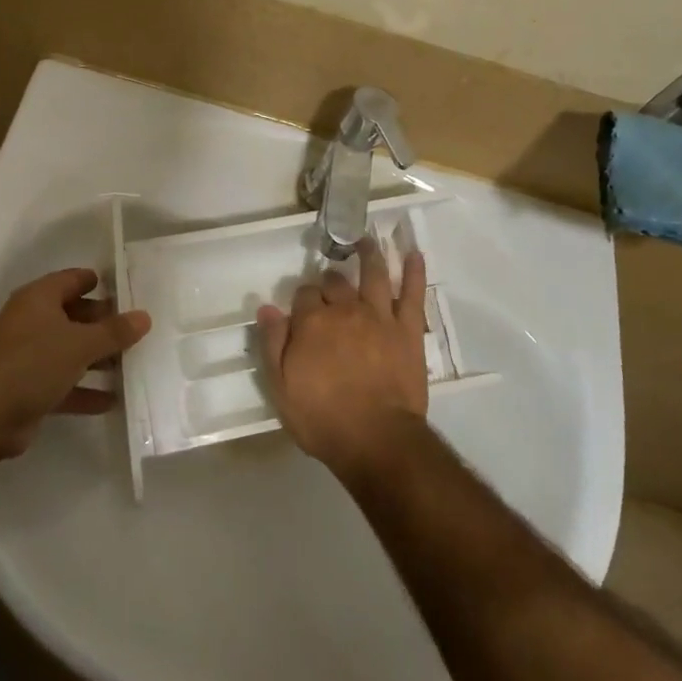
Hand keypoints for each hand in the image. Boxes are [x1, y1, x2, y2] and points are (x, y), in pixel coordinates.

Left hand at [0, 269, 150, 459]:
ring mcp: (28, 358)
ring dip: (97, 359)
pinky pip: (63, 384)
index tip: (128, 290)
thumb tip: (145, 316)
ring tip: (132, 364)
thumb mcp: (80, 344)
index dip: (99, 282)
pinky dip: (85, 391)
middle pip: (74, 316)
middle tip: (138, 330)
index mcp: (39, 299)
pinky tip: (112, 400)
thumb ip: (114, 332)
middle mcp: (32, 323)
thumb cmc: (32, 363)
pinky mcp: (28, 390)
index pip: (73, 280)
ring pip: (70, 352)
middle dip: (104, 324)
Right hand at [257, 238, 428, 478]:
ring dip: (370, 254)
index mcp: (312, 323)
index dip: (303, 301)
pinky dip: (415, 272)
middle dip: (331, 281)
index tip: (302, 312)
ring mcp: (379, 316)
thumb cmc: (322, 419)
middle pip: (336, 283)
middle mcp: (345, 310)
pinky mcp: (407, 329)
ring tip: (367, 241)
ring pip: (374, 274)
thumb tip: (267, 308)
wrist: (376, 439)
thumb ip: (272, 345)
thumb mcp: (281, 388)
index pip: (304, 296)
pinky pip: (413, 294)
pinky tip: (415, 254)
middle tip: (331, 287)